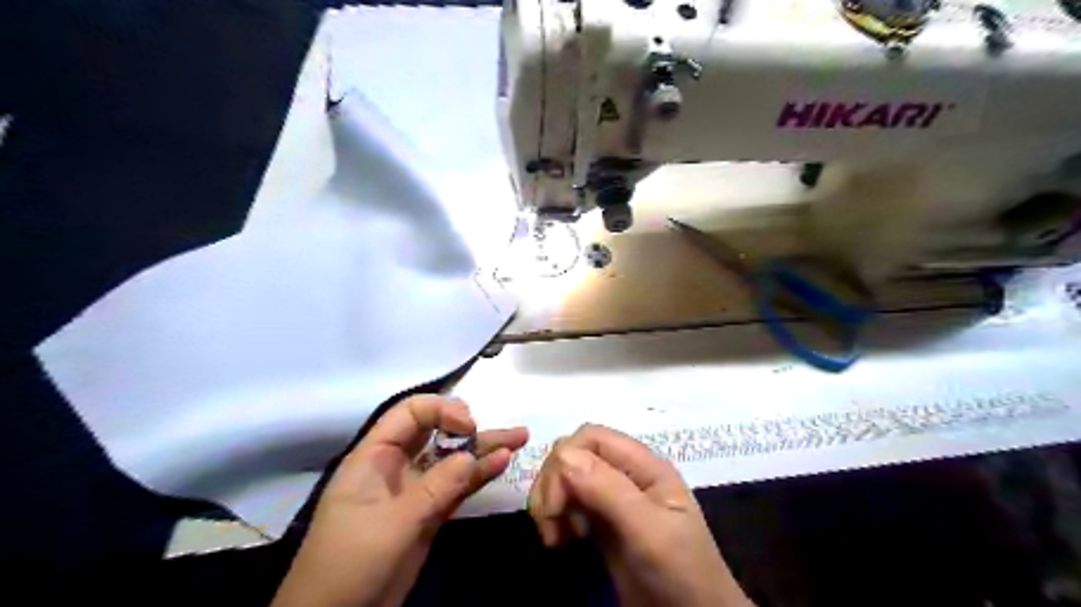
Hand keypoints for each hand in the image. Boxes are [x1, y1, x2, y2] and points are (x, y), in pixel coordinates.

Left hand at [268, 393, 525, 606]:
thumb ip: (435, 487)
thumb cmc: (350, 562)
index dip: (442, 411)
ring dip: (484, 449)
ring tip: (520, 437)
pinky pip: (457, 486)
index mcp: (375, 456)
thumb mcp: (393, 522)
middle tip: (506, 430)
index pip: (410, 413)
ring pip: (452, 460)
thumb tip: (473, 455)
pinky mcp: (429, 513)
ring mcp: (416, 490)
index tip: (469, 426)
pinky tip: (503, 463)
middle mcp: (397, 465)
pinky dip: (479, 475)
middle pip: (437, 433)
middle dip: (471, 427)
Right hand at [527, 425, 747, 605]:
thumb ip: (609, 491)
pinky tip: (560, 539)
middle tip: (552, 526)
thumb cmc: (680, 572)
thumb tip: (563, 455)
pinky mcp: (600, 522)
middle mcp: (625, 474)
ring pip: (566, 477)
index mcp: (644, 465)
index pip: (592, 437)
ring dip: (550, 501)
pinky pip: (567, 503)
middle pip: (573, 454)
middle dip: (553, 483)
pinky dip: (554, 516)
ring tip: (555, 537)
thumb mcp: (650, 531)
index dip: (565, 459)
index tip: (556, 504)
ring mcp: (611, 498)